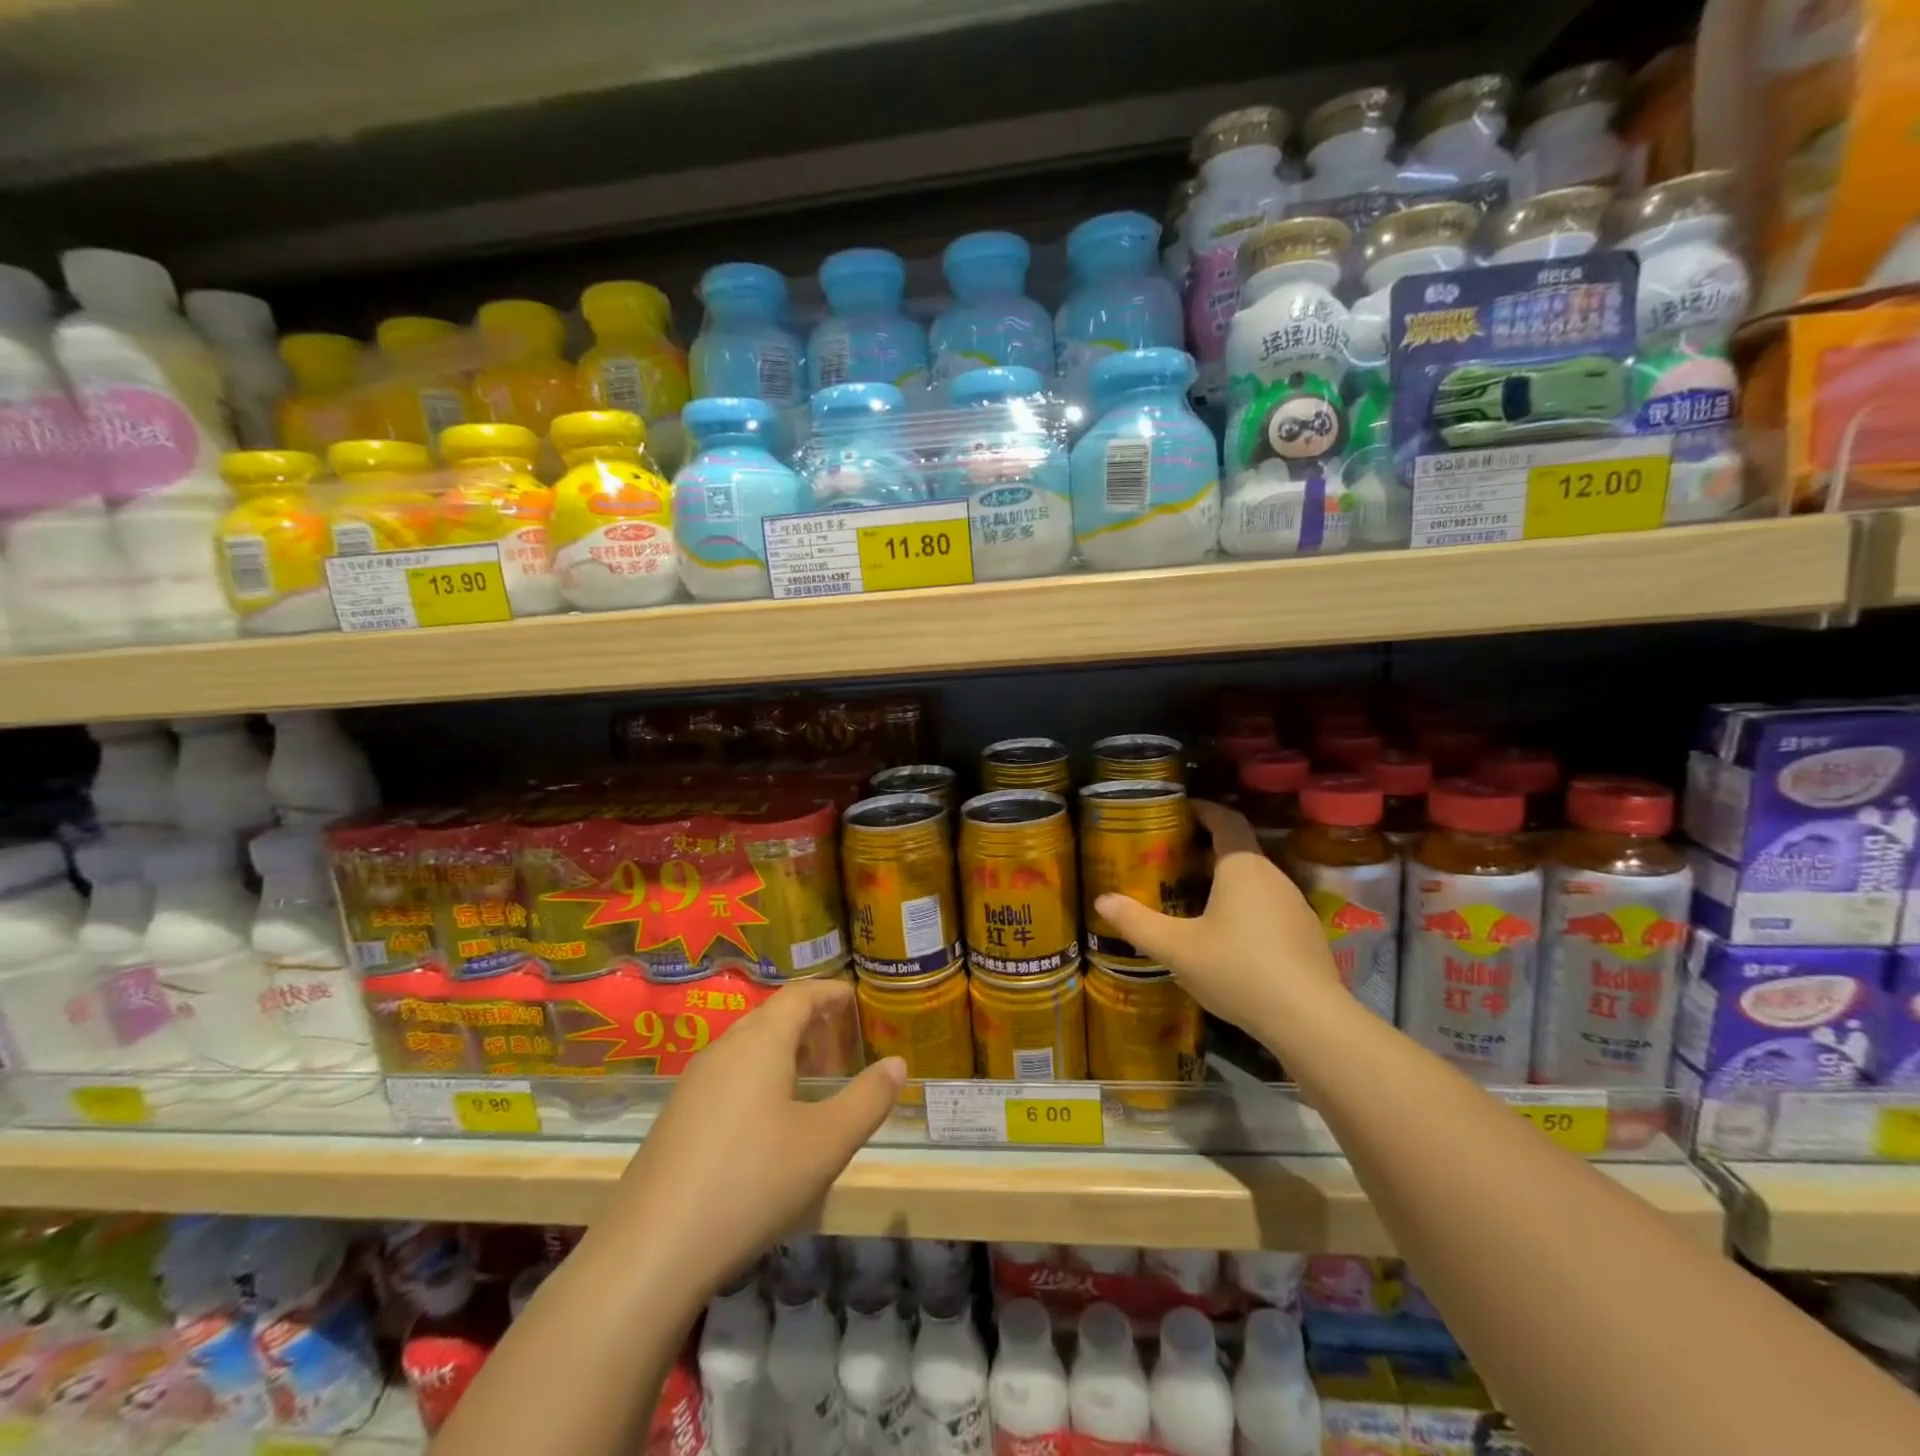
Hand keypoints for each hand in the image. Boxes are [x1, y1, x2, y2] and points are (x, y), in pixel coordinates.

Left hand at [608, 978, 904, 1289]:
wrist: (650, 1251)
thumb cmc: (752, 1181)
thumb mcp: (827, 1143)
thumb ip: (867, 1099)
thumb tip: (896, 1064)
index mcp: (760, 1041)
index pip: (799, 995)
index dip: (829, 992)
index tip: (854, 999)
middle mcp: (723, 1049)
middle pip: (771, 1018)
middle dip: (808, 1023)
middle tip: (840, 1045)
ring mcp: (693, 1084)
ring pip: (746, 1049)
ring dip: (782, 1053)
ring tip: (810, 1082)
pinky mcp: (675, 1119)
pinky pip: (727, 1077)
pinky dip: (757, 1079)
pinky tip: (767, 1123)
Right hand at [1094, 800, 1338, 1034]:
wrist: (1310, 1021)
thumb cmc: (1238, 969)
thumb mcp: (1177, 948)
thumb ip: (1137, 923)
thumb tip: (1101, 900)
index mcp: (1242, 866)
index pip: (1225, 820)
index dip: (1202, 810)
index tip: (1179, 809)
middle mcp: (1272, 876)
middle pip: (1237, 850)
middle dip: (1204, 850)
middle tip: (1170, 861)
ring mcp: (1295, 906)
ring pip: (1254, 881)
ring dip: (1224, 882)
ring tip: (1192, 899)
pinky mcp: (1306, 935)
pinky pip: (1268, 907)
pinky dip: (1244, 908)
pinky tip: (1227, 938)